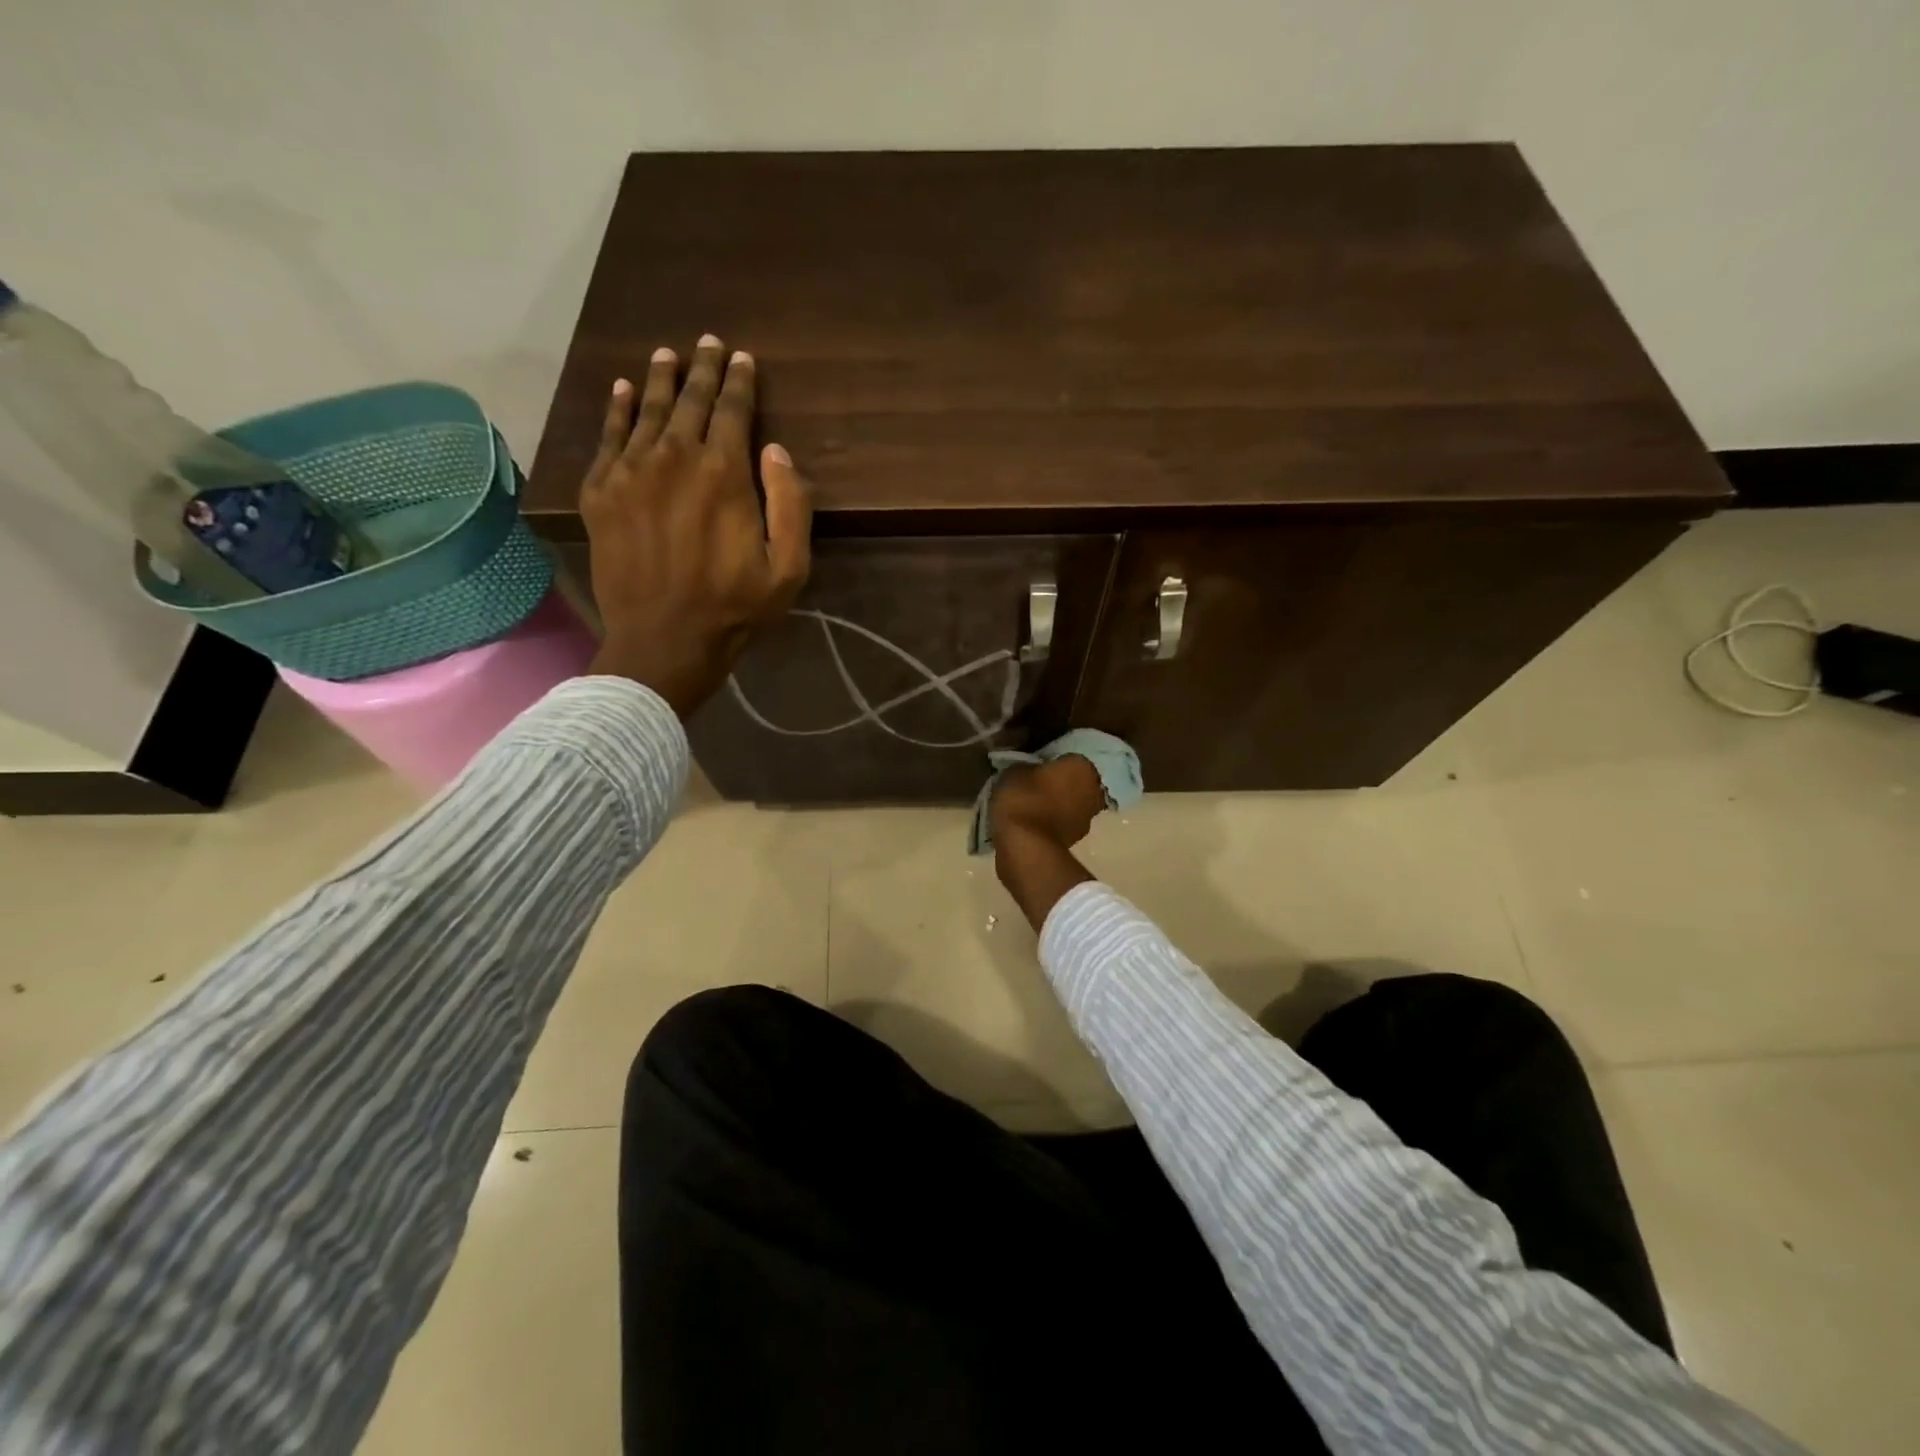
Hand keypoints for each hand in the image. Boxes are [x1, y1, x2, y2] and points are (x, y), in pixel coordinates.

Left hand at [582, 334, 812, 715]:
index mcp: (723, 474)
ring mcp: (630, 473)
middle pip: (688, 401)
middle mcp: (673, 459)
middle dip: (702, 370)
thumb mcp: (788, 568)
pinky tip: (622, 390)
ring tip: (667, 355)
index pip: (732, 411)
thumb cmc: (735, 608)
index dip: (739, 382)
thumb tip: (775, 451)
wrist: (663, 640)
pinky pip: (607, 438)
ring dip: (660, 380)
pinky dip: (616, 410)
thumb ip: (790, 505)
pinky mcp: (601, 494)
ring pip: (646, 411)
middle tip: (707, 343)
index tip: (742, 358)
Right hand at [989, 755, 1107, 849]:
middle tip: (1032, 784)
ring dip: (1055, 804)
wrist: (1027, 848)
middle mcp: (1094, 790)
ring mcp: (1087, 818)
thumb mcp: (1014, 770)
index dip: (1050, 761)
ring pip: (1070, 803)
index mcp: (1082, 766)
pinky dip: (1050, 822)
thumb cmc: (1023, 799)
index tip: (1033, 766)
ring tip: (1029, 805)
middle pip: (1074, 781)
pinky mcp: (1075, 841)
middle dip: (1057, 783)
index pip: (1068, 756)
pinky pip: (1061, 823)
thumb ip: (1027, 765)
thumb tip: (1030, 769)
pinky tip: (1030, 823)